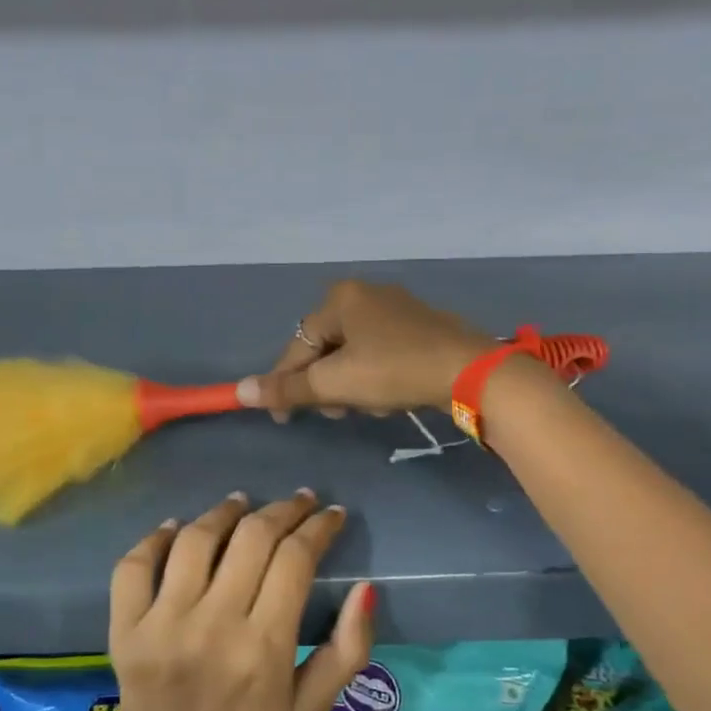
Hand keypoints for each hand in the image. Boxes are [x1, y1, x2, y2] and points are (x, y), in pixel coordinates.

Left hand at [107, 490, 373, 710]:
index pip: (295, 560)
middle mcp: (213, 625)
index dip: (318, 527)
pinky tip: (177, 529)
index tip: (331, 514)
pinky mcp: (126, 628)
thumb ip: (347, 651)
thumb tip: (366, 587)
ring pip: (195, 539)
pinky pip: (136, 564)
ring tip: (242, 504)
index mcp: (264, 648)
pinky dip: (156, 538)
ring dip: (224, 512)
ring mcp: (162, 624)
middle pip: (251, 537)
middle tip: (298, 501)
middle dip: (283, 509)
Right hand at [241, 280, 496, 420]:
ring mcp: (396, 307)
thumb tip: (241, 391)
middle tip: (335, 412)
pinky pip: (380, 351)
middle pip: (326, 348)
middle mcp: (365, 293)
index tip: (282, 417)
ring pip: (354, 353)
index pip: (298, 345)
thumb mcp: (336, 383)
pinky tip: (390, 397)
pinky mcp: (420, 325)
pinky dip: (376, 375)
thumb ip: (288, 389)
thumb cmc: (394, 370)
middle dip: (326, 385)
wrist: (469, 370)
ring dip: (351, 384)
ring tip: (369, 407)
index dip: (285, 383)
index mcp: (340, 298)